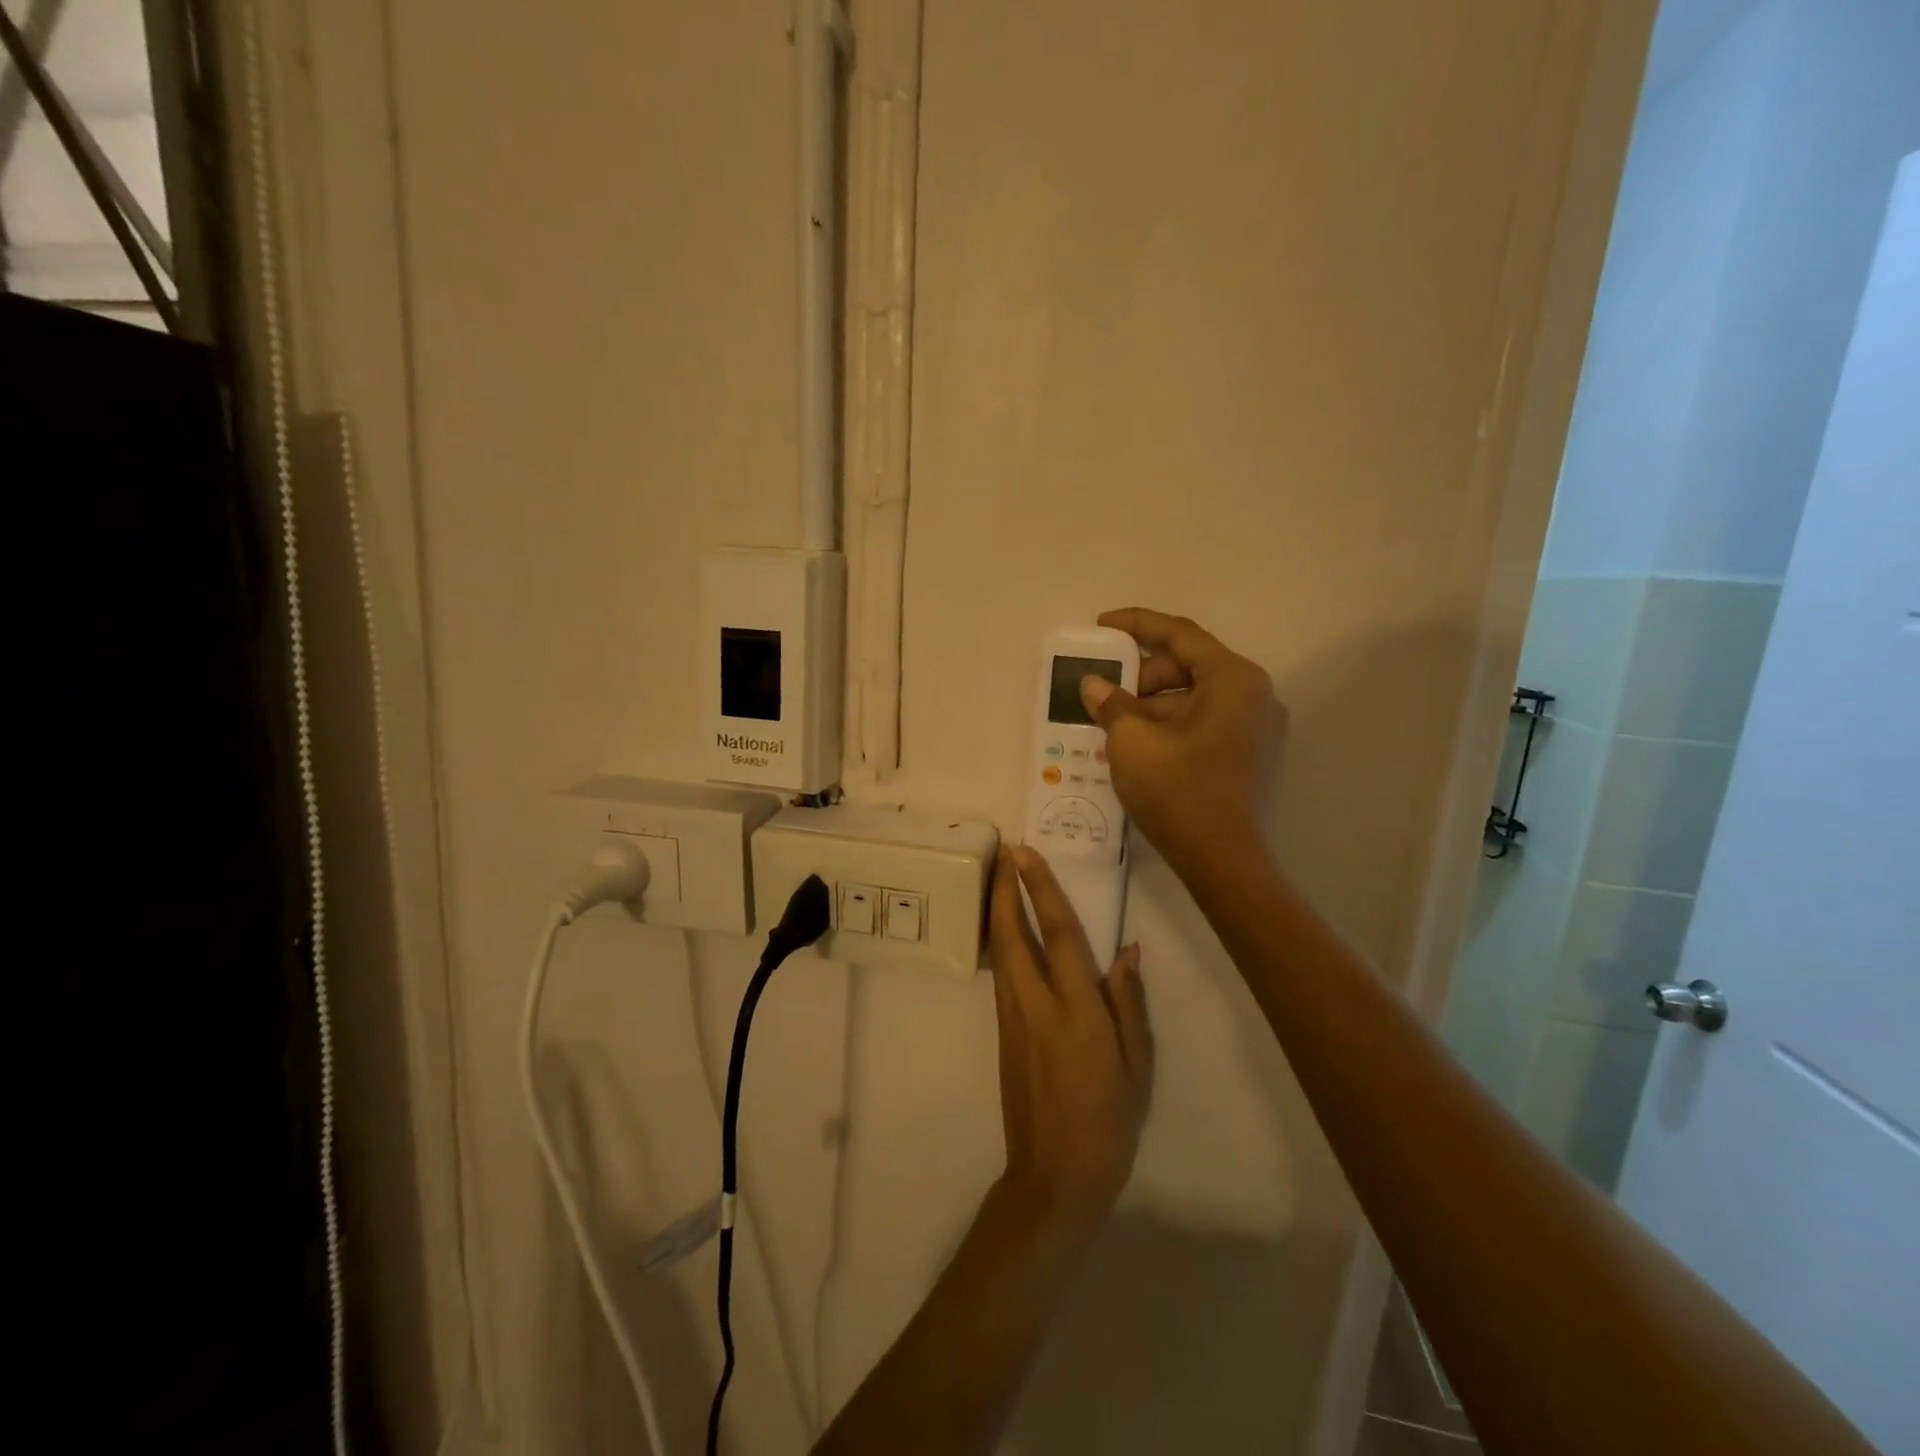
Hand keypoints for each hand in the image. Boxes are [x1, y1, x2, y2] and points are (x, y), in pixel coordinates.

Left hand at [989, 846, 1153, 1246]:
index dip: (1041, 890)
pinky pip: (1001, 975)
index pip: (1059, 936)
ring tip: (999, 878)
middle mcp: (1037, 1006)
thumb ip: (1128, 1003)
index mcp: (1077, 1013)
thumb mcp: (1136, 1066)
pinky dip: (1000, 942)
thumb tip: (1127, 951)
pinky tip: (1006, 931)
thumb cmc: (1108, 1123)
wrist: (1054, 1177)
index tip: (1026, 854)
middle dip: (1003, 890)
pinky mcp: (1002, 1034)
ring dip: (997, 911)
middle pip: (1012, 935)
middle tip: (1003, 852)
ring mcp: (1013, 1020)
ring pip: (1000, 952)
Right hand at [1080, 608, 1284, 875]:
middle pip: (1190, 665)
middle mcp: (1254, 694)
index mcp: (1233, 678)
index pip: (1179, 634)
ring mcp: (1258, 727)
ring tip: (1114, 725)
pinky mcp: (1252, 755)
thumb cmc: (1178, 790)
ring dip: (1153, 704)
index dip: (1136, 624)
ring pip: (1196, 697)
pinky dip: (1172, 725)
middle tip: (1105, 691)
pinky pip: (1206, 722)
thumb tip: (1095, 685)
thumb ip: (1111, 703)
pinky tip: (1140, 745)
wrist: (1223, 861)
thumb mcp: (1131, 741)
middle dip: (1142, 675)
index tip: (1101, 626)